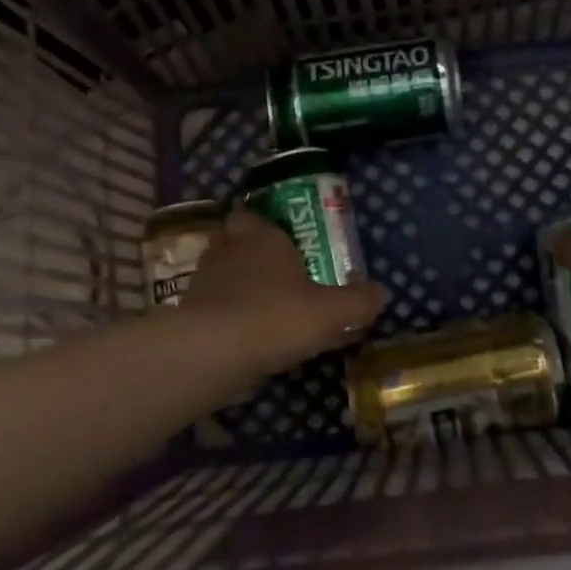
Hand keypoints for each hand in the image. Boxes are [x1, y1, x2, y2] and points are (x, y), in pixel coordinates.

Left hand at [181, 209, 388, 376]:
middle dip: (248, 254)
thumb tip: (383, 292)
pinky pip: (210, 306)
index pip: (252, 216)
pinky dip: (223, 315)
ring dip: (235, 286)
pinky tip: (243, 336)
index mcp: (262, 237)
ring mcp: (203, 281)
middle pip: (233, 241)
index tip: (278, 241)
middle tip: (273, 274)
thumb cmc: (277, 316)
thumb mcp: (331, 312)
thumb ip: (358, 301)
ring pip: (219, 274)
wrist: (212, 352)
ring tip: (260, 308)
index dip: (262, 226)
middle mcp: (228, 250)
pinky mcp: (187, 314)